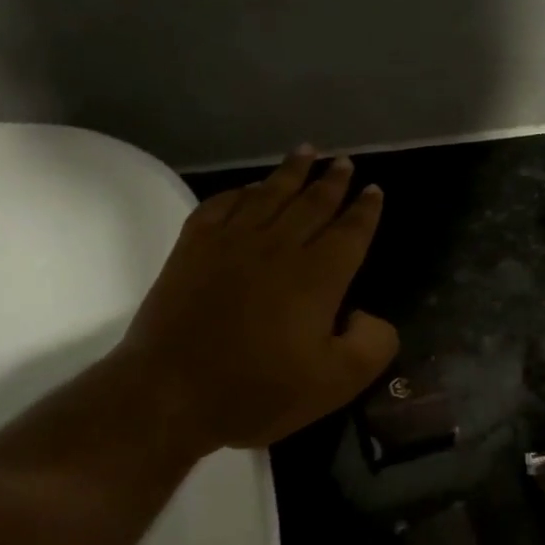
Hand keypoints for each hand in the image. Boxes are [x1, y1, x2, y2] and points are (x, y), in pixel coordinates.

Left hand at [114, 148, 399, 449]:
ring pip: (269, 194)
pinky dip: (240, 191)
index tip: (374, 189)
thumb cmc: (258, 390)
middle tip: (344, 162)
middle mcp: (279, 246)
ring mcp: (232, 242)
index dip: (365, 210)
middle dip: (333, 181)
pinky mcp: (194, 247)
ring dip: (291, 172)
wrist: (170, 392)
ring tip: (306, 152)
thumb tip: (370, 315)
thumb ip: (372, 345)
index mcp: (318, 276)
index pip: (350, 231)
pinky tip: (248, 188)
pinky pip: (222, 204)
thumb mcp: (336, 383)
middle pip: (313, 203)